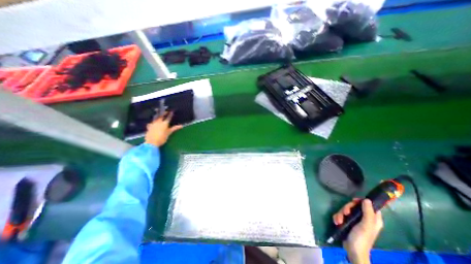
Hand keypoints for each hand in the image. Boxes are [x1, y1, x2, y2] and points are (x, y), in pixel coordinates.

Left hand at [145, 112, 183, 147]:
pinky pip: (151, 123)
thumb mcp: (169, 133)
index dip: (170, 114)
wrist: (152, 143)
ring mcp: (153, 124)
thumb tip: (181, 125)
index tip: (172, 111)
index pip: (168, 118)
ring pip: (156, 118)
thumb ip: (175, 128)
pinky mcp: (149, 127)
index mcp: (164, 123)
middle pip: (161, 116)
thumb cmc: (162, 138)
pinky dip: (153, 122)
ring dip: (158, 116)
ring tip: (160, 115)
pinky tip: (152, 123)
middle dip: (164, 113)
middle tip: (166, 112)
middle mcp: (158, 122)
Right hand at [331, 198, 382, 263]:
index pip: (369, 205)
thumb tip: (367, 199)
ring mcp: (355, 220)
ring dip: (340, 214)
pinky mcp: (347, 222)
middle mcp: (364, 218)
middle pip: (354, 206)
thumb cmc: (361, 238)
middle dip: (347, 208)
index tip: (353, 201)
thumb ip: (367, 212)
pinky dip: (338, 217)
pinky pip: (341, 215)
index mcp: (373, 219)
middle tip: (345, 213)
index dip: (362, 201)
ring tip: (339, 220)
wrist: (353, 250)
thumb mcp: (366, 225)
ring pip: (346, 210)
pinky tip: (337, 222)